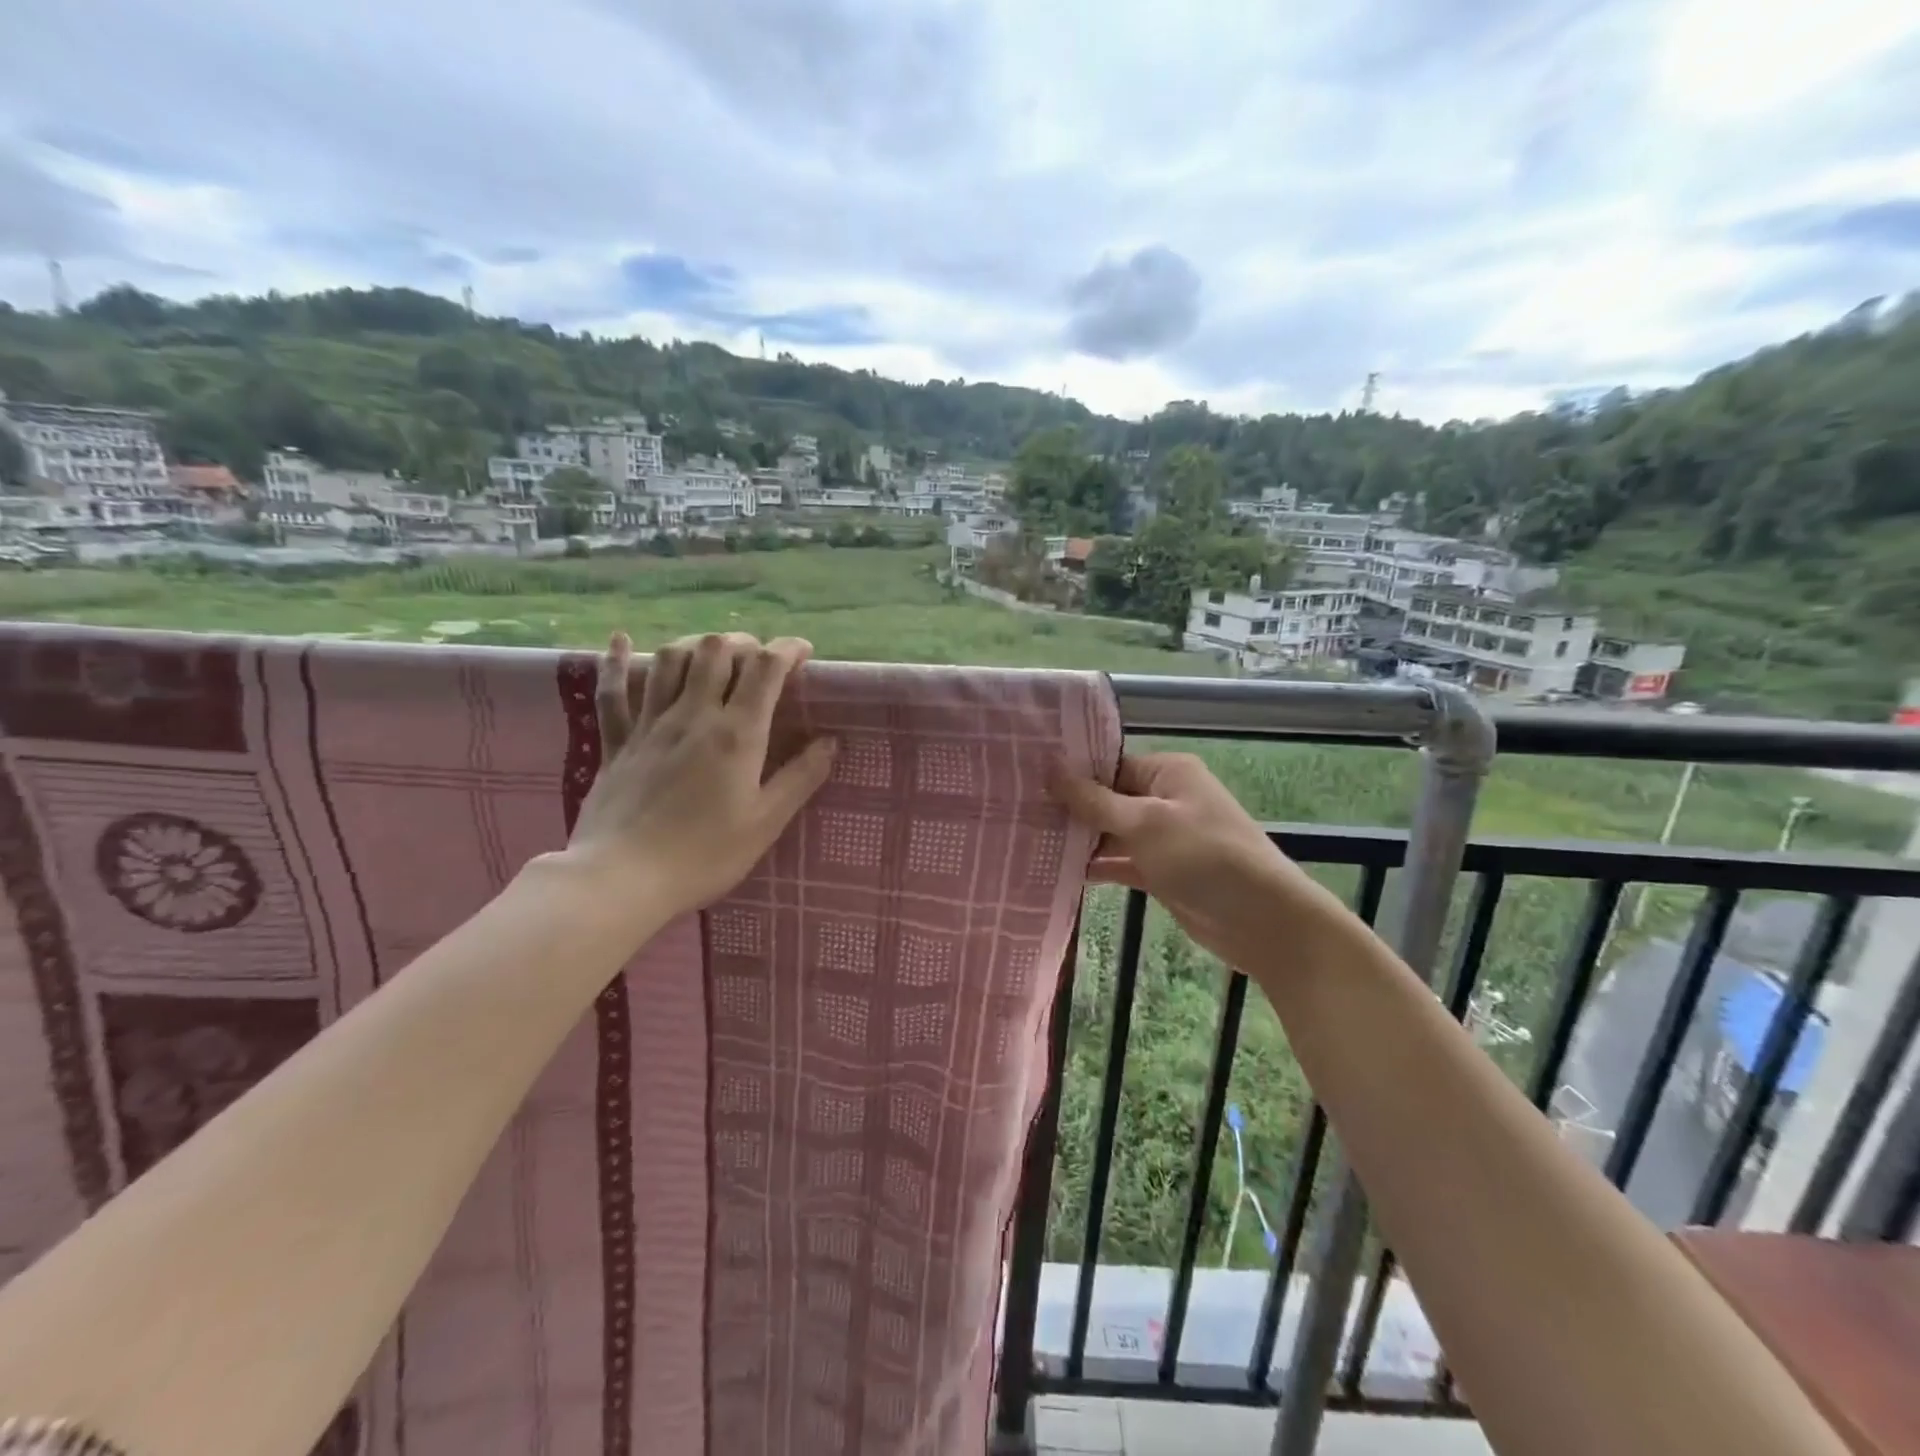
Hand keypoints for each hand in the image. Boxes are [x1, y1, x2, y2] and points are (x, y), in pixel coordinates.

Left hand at [568, 630, 836, 919]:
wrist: (622, 877)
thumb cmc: (704, 854)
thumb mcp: (765, 822)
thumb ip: (800, 778)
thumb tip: (831, 743)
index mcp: (736, 733)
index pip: (765, 669)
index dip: (787, 650)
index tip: (802, 652)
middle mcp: (693, 715)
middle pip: (716, 651)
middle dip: (743, 642)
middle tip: (758, 660)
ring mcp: (650, 724)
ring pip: (669, 660)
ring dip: (694, 645)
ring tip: (710, 653)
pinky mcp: (617, 742)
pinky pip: (612, 692)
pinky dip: (615, 661)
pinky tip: (620, 640)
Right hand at [1049, 752, 1330, 970]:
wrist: (1263, 921)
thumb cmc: (1204, 857)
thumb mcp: (1145, 823)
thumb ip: (1094, 799)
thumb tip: (1050, 765)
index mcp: (1166, 773)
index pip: (1108, 764)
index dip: (1069, 773)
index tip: (1023, 779)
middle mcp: (1163, 798)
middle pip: (1105, 797)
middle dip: (1068, 808)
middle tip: (1017, 813)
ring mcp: (1162, 837)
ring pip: (1110, 832)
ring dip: (1078, 840)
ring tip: (1026, 840)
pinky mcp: (1160, 872)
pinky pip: (1120, 862)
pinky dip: (1095, 866)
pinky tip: (1056, 871)